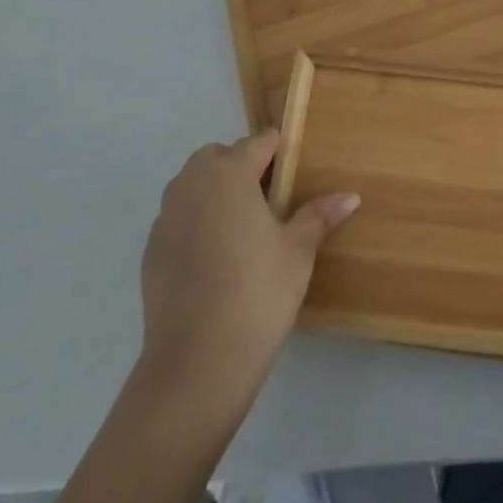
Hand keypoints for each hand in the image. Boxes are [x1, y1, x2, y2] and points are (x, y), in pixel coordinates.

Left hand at [136, 132, 358, 405]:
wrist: (198, 360)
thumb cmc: (258, 292)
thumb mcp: (298, 251)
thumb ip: (319, 216)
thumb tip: (351, 196)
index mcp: (230, 175)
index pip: (257, 143)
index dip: (278, 149)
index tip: (294, 165)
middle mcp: (192, 185)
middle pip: (217, 156)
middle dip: (241, 165)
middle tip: (270, 197)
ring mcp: (166, 217)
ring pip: (192, 184)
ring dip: (215, 190)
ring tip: (243, 225)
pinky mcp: (151, 249)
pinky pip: (178, 217)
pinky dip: (196, 221)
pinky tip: (217, 256)